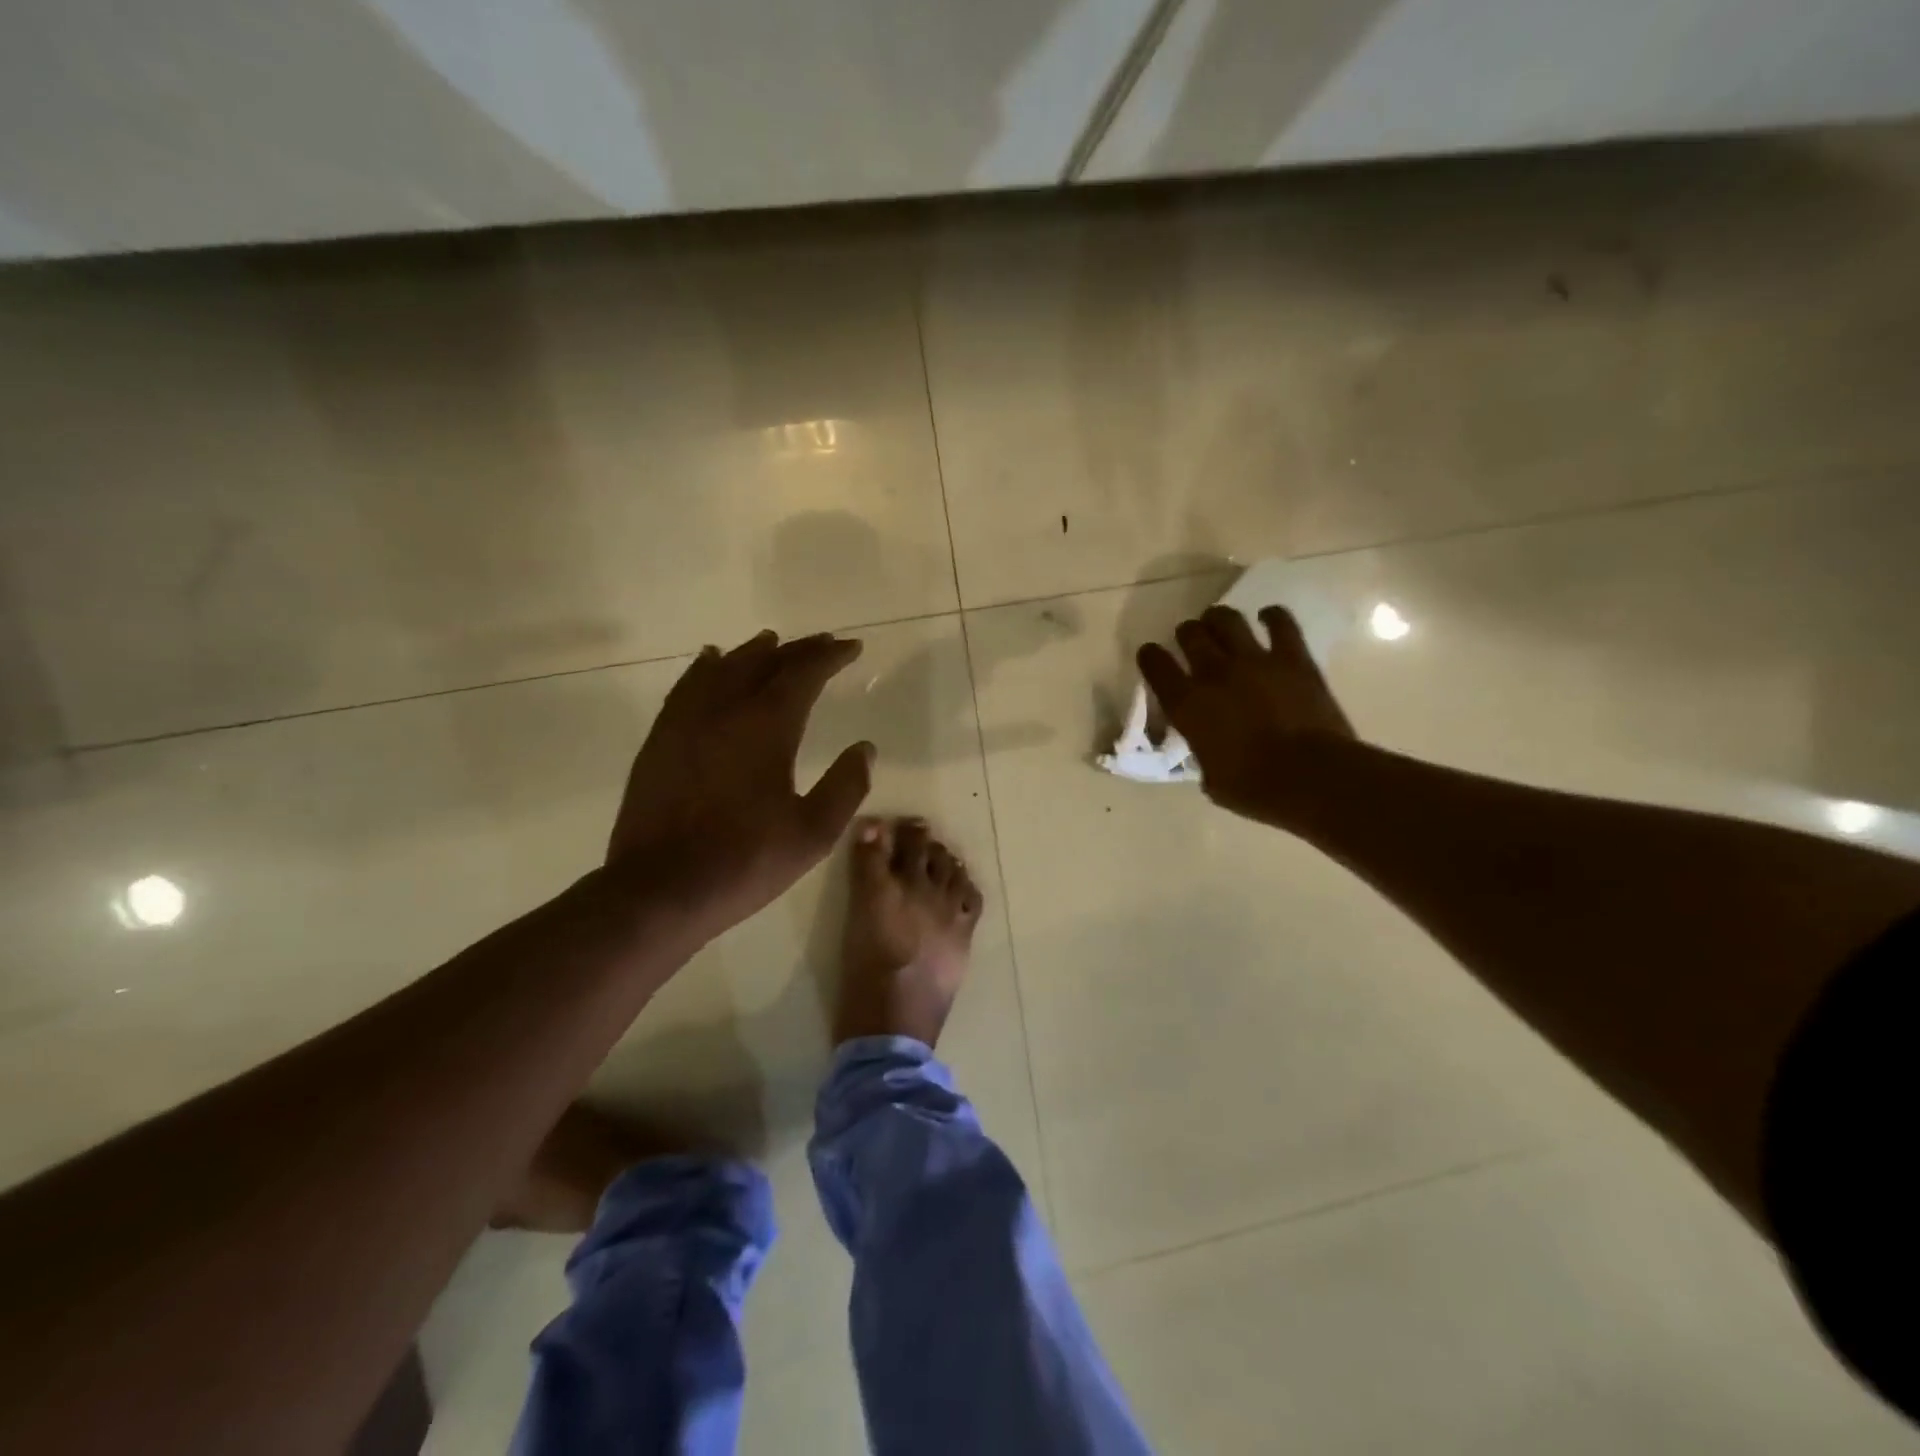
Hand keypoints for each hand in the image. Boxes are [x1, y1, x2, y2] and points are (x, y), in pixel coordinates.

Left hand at [608, 629, 873, 936]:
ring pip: (722, 668)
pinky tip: (710, 662)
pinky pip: (687, 687)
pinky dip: (705, 668)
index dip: (830, 656)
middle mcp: (725, 710)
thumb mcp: (813, 833)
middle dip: (798, 650)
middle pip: (765, 663)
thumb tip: (864, 748)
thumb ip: (845, 786)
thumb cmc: (745, 861)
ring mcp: (686, 722)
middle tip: (822, 643)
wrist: (661, 889)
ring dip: (751, 652)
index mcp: (767, 726)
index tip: (851, 647)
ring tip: (770, 642)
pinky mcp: (661, 739)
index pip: (803, 673)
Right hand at [1137, 605, 1355, 825]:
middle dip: (1187, 634)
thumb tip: (1209, 748)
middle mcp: (1213, 673)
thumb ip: (1203, 752)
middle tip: (1191, 641)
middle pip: (1190, 633)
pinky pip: (1280, 623)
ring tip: (1220, 624)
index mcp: (1187, 704)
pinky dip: (1272, 616)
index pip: (1155, 665)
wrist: (1312, 777)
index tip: (1152, 656)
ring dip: (1219, 619)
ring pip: (1226, 619)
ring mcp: (1254, 660)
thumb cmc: (1255, 788)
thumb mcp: (1211, 778)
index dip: (1150, 657)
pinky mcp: (1293, 658)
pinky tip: (1268, 617)